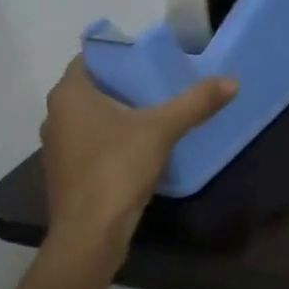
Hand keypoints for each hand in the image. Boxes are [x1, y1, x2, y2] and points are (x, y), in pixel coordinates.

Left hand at [40, 59, 236, 245]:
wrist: (90, 233)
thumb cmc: (117, 168)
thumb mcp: (162, 130)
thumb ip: (195, 103)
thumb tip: (232, 81)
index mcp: (69, 95)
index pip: (90, 58)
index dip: (119, 54)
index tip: (149, 57)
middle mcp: (55, 115)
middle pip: (92, 88)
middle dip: (124, 84)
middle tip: (160, 81)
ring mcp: (58, 147)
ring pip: (91, 118)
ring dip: (118, 113)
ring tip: (155, 111)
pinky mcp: (66, 173)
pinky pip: (91, 142)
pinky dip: (112, 139)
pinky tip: (140, 146)